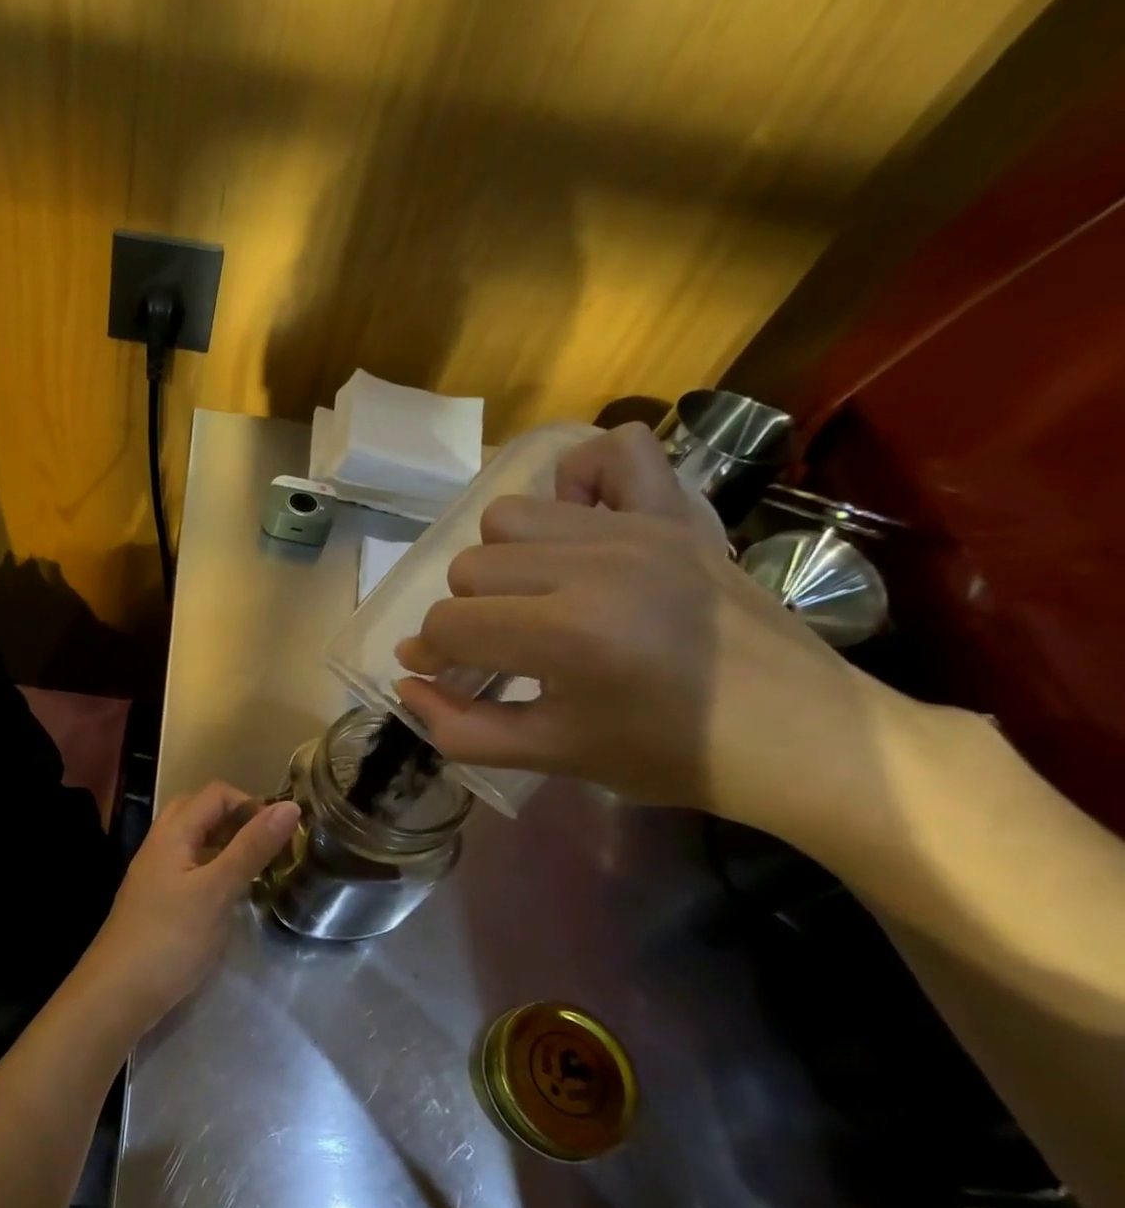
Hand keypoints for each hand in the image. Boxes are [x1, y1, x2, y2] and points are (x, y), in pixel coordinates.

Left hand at [68, 782, 299, 1037]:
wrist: (117, 995)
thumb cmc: (170, 938)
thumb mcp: (217, 890)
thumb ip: (252, 848)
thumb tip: (290, 806)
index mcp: (172, 833)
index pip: (215, 794)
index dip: (250, 803)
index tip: (280, 833)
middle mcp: (160, 845)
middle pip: (201, 812)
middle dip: (237, 820)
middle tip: (267, 847)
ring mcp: (156, 874)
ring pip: (195, 841)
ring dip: (226, 845)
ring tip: (257, 868)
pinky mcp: (158, 901)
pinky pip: (190, 868)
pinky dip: (215, 869)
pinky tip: (231, 895)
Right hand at [394, 422, 859, 813]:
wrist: (801, 739)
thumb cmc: (668, 756)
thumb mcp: (550, 756)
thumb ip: (460, 726)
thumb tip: (407, 683)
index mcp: (567, 635)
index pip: (449, 624)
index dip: (430, 656)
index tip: (440, 676)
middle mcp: (595, 565)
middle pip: (471, 566)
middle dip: (467, 615)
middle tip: (497, 650)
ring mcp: (639, 528)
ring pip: (512, 516)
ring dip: (506, 562)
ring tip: (536, 598)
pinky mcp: (677, 512)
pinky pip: (612, 450)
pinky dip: (580, 480)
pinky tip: (580, 527)